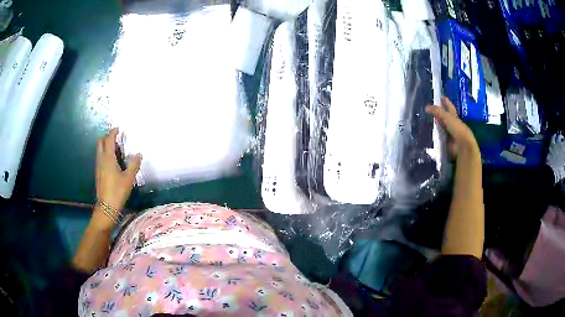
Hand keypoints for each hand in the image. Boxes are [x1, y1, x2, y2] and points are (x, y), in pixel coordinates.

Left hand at [93, 128, 141, 228]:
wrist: (106, 207)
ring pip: (99, 150)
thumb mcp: (128, 178)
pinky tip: (112, 161)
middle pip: (100, 142)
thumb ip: (134, 165)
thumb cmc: (117, 191)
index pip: (108, 139)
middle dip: (107, 137)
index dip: (113, 132)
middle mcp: (101, 159)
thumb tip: (138, 154)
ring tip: (115, 149)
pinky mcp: (98, 173)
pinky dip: (105, 154)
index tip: (119, 129)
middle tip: (116, 138)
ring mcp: (98, 167)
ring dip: (105, 145)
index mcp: (108, 158)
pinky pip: (100, 157)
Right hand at [426, 97, 479, 159]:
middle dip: (439, 114)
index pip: (449, 106)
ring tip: (427, 122)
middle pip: (445, 117)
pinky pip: (440, 137)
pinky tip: (429, 134)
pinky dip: (436, 136)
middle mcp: (453, 124)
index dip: (445, 101)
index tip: (441, 97)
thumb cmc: (457, 128)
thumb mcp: (446, 117)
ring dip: (437, 125)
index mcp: (454, 116)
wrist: (462, 146)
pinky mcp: (447, 142)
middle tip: (431, 110)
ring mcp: (450, 133)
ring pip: (442, 127)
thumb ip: (437, 111)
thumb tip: (426, 108)